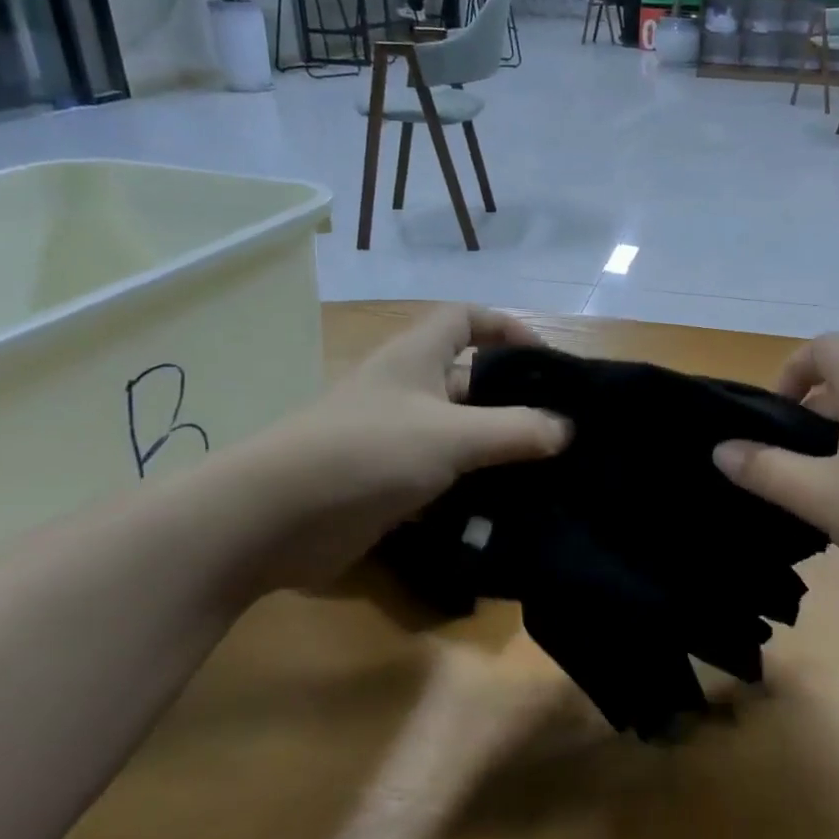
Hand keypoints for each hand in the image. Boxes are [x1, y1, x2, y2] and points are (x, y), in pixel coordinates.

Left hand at [241, 306, 569, 590]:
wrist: (272, 520)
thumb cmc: (367, 452)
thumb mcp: (452, 435)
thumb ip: (515, 430)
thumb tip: (566, 428)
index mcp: (416, 357)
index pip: (465, 318)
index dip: (506, 327)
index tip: (545, 360)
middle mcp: (407, 390)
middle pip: (470, 380)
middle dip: (513, 399)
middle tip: (561, 427)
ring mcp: (395, 437)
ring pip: (459, 432)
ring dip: (496, 448)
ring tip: (547, 470)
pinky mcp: (387, 482)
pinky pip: (442, 475)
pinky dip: (471, 486)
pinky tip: (506, 507)